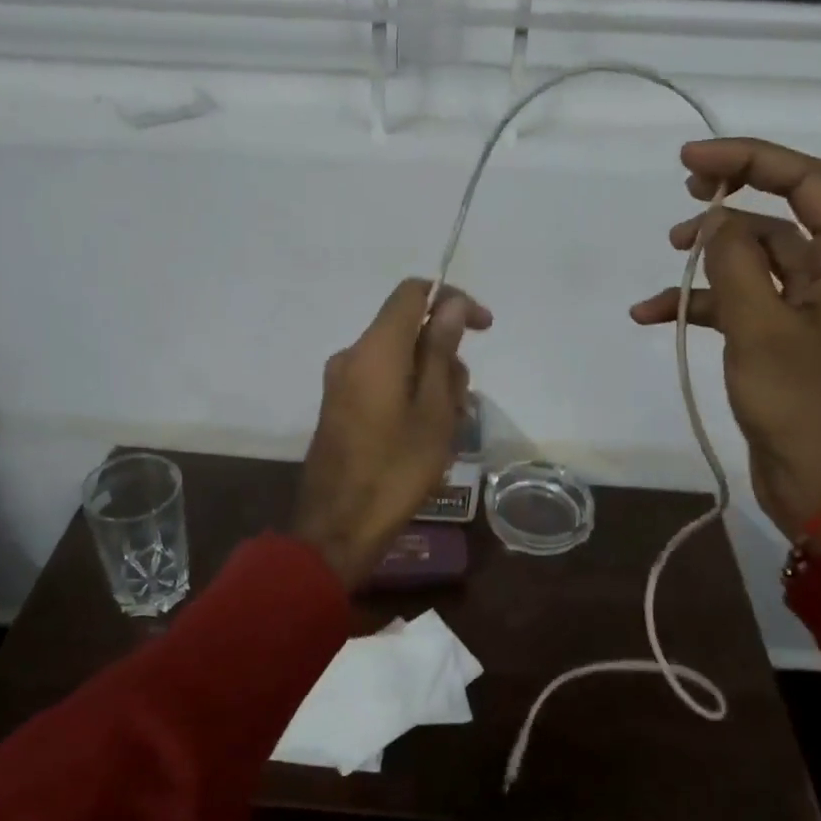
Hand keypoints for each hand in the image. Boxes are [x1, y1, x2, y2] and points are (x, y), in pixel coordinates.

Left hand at [294, 279, 491, 587]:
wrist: (338, 527)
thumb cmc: (396, 469)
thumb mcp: (434, 410)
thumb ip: (441, 351)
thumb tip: (451, 304)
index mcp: (375, 349)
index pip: (412, 293)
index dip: (452, 299)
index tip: (483, 327)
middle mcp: (352, 356)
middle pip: (407, 330)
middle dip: (445, 355)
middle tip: (464, 402)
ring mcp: (341, 383)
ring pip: (398, 360)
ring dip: (431, 381)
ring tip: (448, 429)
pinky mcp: (339, 406)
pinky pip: (382, 382)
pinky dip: (409, 395)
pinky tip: (425, 436)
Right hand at [631, 139, 820, 550]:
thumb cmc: (805, 407)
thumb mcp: (761, 330)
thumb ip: (736, 265)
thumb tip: (716, 223)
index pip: (810, 183)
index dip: (752, 159)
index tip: (692, 161)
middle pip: (784, 216)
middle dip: (731, 201)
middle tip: (683, 189)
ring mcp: (814, 309)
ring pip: (756, 260)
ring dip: (710, 258)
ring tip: (667, 258)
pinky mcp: (787, 339)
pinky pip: (743, 303)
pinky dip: (703, 304)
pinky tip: (653, 314)